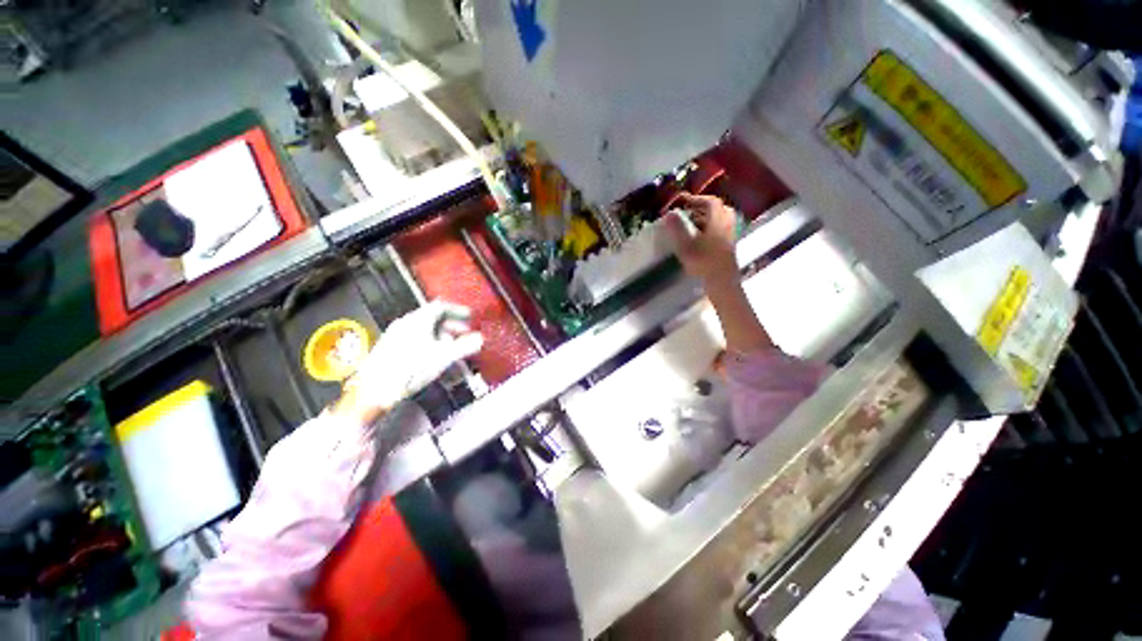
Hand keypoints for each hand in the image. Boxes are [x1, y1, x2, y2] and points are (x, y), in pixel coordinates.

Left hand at [333, 300, 483, 423]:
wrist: (374, 391)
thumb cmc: (409, 370)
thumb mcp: (443, 357)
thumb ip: (464, 347)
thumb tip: (481, 339)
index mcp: (417, 321)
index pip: (440, 307)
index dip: (458, 310)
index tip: (470, 316)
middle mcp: (405, 324)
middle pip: (433, 318)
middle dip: (452, 326)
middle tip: (464, 333)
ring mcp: (395, 337)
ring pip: (424, 330)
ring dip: (442, 336)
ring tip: (452, 348)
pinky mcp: (390, 349)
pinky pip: (415, 340)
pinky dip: (430, 344)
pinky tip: (434, 359)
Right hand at [664, 192, 737, 283]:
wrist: (722, 282)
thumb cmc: (704, 262)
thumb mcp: (686, 245)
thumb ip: (677, 229)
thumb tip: (668, 214)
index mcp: (719, 221)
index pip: (710, 202)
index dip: (696, 199)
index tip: (683, 201)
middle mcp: (727, 225)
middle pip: (718, 210)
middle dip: (703, 208)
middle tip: (689, 212)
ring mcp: (730, 236)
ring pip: (720, 220)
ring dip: (706, 219)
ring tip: (690, 225)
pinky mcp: (729, 247)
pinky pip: (720, 230)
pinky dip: (709, 229)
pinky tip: (698, 239)